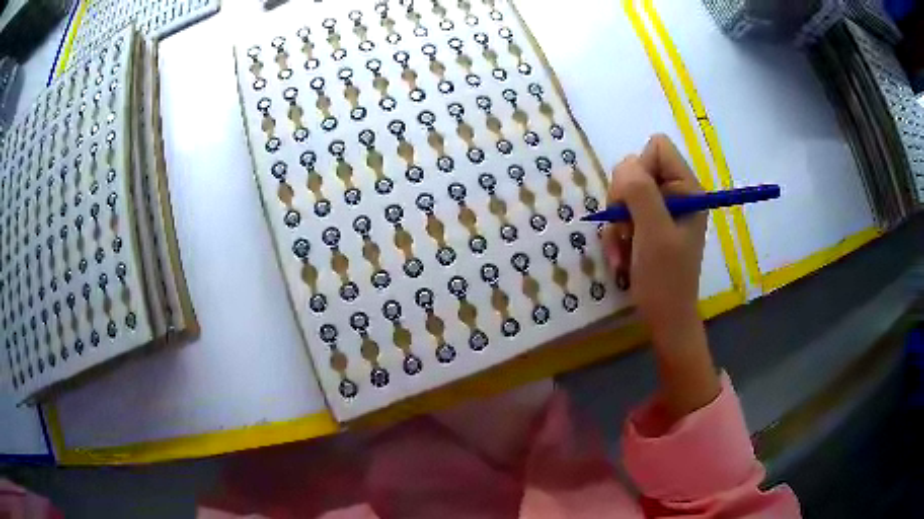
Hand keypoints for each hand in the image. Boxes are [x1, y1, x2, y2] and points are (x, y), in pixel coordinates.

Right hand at [602, 134, 706, 338]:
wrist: (665, 319)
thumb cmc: (665, 279)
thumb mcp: (653, 233)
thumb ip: (641, 192)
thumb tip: (624, 165)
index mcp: (687, 188)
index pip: (657, 148)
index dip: (640, 170)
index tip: (635, 203)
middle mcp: (676, 193)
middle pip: (636, 169)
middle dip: (623, 200)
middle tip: (626, 229)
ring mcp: (662, 210)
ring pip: (625, 193)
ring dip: (617, 223)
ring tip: (623, 250)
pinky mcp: (649, 225)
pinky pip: (622, 214)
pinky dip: (617, 235)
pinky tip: (621, 257)